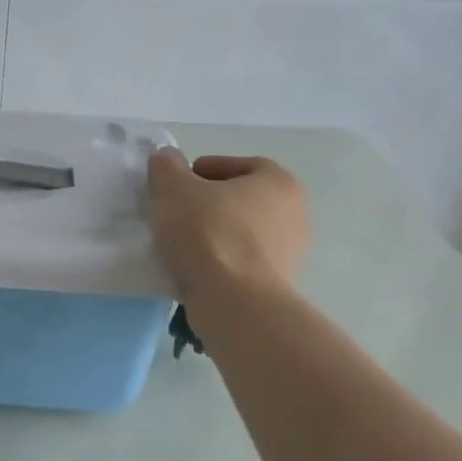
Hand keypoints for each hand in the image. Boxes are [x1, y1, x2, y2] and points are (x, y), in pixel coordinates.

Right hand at [146, 149, 310, 294]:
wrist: (235, 302)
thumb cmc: (208, 233)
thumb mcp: (173, 189)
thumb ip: (166, 167)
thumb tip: (166, 158)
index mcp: (279, 182)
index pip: (242, 165)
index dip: (206, 169)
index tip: (180, 183)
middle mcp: (295, 213)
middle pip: (243, 199)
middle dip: (211, 203)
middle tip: (177, 210)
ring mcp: (291, 252)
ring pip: (243, 233)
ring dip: (216, 233)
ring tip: (182, 242)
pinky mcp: (279, 284)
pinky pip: (243, 262)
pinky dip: (222, 261)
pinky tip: (195, 268)